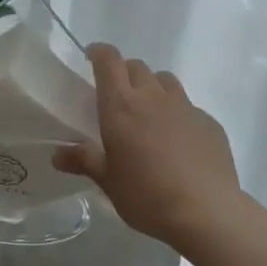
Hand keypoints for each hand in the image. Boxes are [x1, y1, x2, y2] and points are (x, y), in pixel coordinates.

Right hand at [53, 44, 240, 248]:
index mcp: (121, 105)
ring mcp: (185, 107)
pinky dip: (178, 114)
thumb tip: (57, 155)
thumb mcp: (108, 181)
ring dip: (153, 87)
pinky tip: (179, 141)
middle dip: (124, 73)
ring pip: (165, 81)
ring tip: (149, 112)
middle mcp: (153, 97)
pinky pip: (189, 107)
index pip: (109, 61)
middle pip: (137, 67)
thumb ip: (84, 161)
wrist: (206, 212)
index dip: (99, 53)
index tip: (92, 57)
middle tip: (118, 96)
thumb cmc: (146, 195)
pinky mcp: (209, 122)